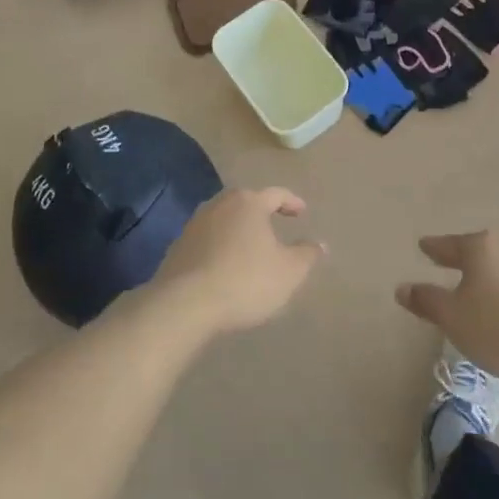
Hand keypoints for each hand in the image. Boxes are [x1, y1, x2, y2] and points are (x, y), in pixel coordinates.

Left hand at [152, 188, 323, 336]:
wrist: (185, 305)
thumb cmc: (245, 281)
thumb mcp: (288, 272)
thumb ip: (307, 255)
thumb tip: (320, 244)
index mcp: (249, 203)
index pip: (276, 194)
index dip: (292, 202)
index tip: (302, 212)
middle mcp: (220, 204)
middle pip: (246, 203)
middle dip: (262, 213)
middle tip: (275, 226)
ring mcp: (195, 224)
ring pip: (225, 221)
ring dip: (239, 231)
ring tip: (250, 249)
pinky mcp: (178, 247)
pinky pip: (208, 241)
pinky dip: (220, 248)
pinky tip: (225, 267)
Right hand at [396, 231, 498, 381]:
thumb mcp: (453, 318)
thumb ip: (427, 301)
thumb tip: (402, 287)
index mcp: (480, 247)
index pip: (449, 245)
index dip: (434, 248)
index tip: (424, 246)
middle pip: (479, 250)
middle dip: (465, 259)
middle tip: (451, 264)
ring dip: (493, 275)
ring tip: (484, 291)